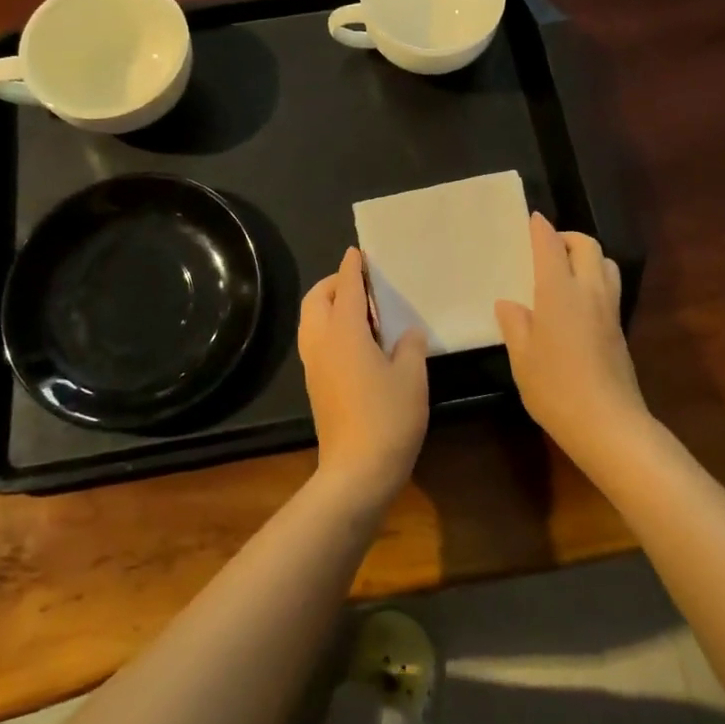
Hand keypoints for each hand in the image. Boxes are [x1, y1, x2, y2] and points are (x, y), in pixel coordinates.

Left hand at [298, 247, 429, 506]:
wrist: (356, 471)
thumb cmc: (388, 417)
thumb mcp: (412, 376)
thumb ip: (410, 345)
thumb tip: (407, 333)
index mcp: (345, 331)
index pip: (347, 287)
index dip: (353, 267)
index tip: (357, 252)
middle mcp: (322, 341)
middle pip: (317, 299)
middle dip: (334, 283)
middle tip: (361, 284)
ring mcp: (313, 364)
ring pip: (312, 320)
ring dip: (329, 305)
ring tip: (361, 311)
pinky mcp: (315, 384)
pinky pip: (315, 339)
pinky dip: (329, 326)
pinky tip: (356, 341)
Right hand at [495, 214, 650, 468]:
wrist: (608, 424)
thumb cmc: (556, 388)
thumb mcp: (522, 357)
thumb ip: (515, 324)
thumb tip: (509, 304)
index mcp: (559, 292)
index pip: (551, 247)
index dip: (541, 229)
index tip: (532, 219)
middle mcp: (588, 292)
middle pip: (587, 247)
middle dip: (569, 237)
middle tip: (548, 246)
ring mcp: (609, 310)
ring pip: (606, 265)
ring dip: (588, 257)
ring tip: (565, 271)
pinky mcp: (619, 330)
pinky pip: (609, 288)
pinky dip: (594, 280)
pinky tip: (576, 303)